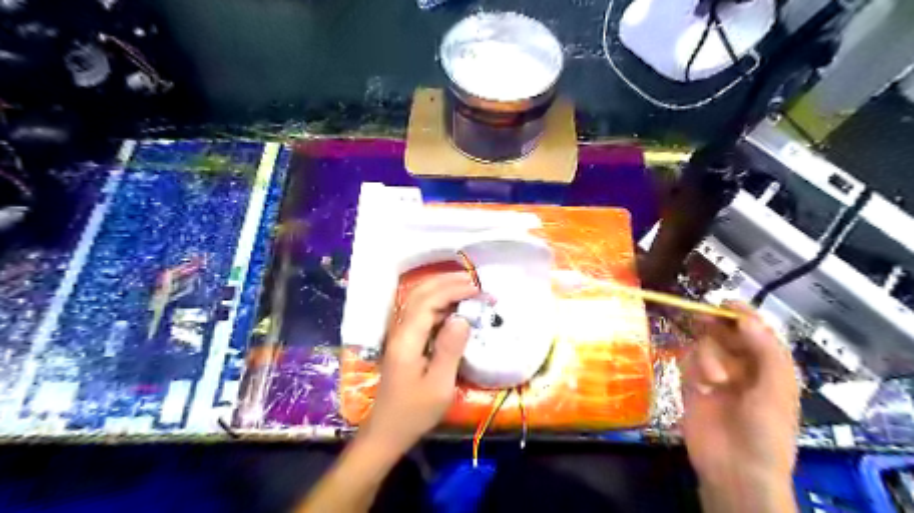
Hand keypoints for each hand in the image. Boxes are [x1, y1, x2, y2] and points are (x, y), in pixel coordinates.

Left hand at [362, 275, 480, 453]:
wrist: (387, 430)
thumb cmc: (415, 412)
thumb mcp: (439, 385)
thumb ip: (450, 349)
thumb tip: (463, 318)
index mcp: (407, 339)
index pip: (428, 301)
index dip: (452, 290)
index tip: (477, 289)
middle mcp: (400, 330)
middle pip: (419, 293)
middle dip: (446, 282)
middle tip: (474, 281)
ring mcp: (400, 334)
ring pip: (418, 300)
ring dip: (441, 289)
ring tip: (467, 287)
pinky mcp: (405, 341)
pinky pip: (420, 312)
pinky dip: (438, 302)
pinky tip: (453, 307)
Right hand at [677, 301, 801, 509]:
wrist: (735, 469)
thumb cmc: (766, 431)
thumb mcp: (776, 391)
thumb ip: (765, 351)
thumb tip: (745, 318)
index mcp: (769, 368)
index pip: (755, 332)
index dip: (742, 316)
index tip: (725, 303)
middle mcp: (742, 368)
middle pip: (725, 334)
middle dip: (717, 327)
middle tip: (704, 319)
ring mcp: (715, 377)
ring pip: (704, 347)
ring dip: (707, 358)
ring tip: (714, 381)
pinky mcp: (692, 385)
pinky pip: (688, 363)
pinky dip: (692, 369)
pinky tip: (700, 386)